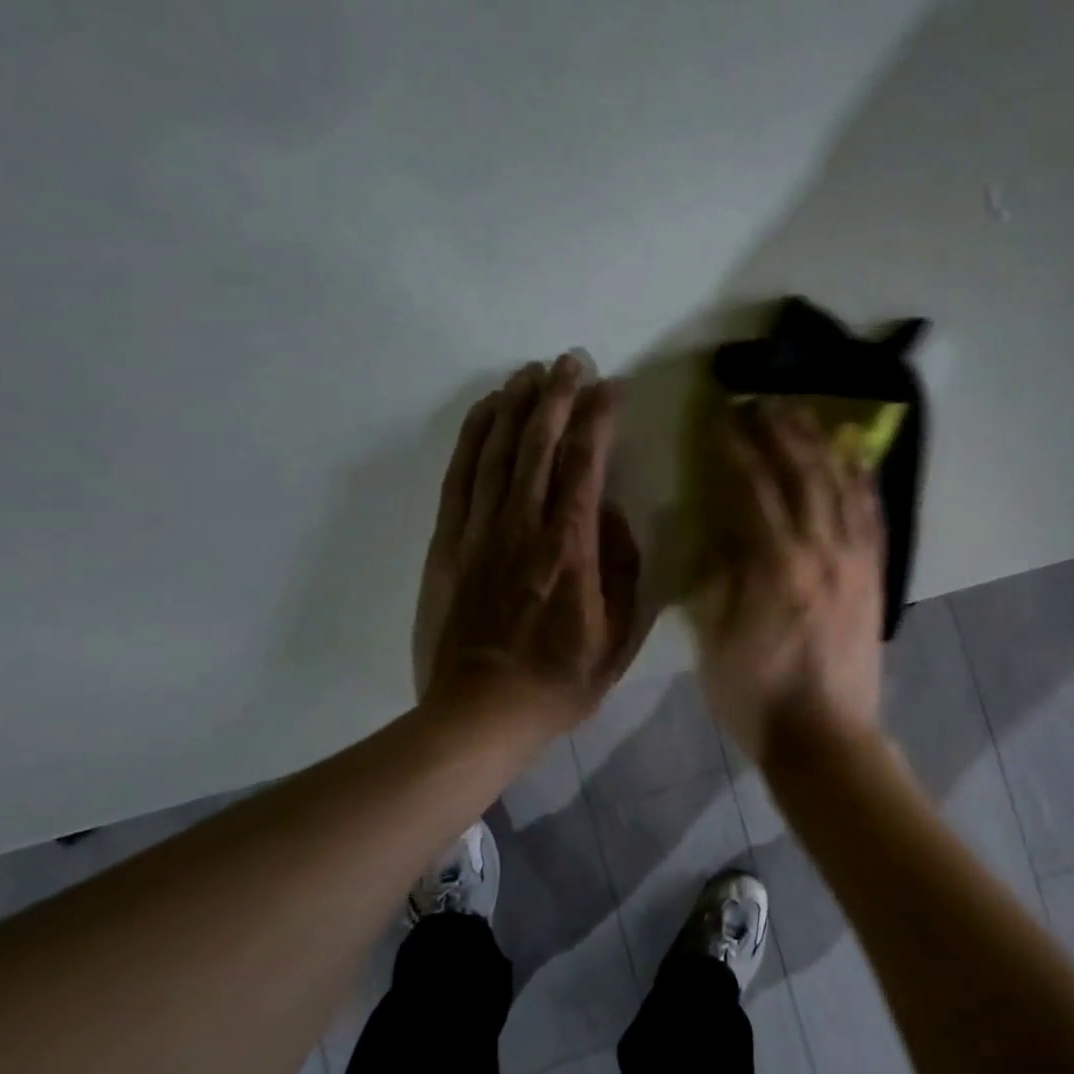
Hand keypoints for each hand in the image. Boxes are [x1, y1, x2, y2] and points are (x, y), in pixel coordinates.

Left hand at [413, 354, 642, 735]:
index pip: (586, 465)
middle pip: (539, 444)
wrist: (480, 713)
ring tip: (532, 371)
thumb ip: (624, 569)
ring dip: (516, 405)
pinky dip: (473, 437)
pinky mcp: (448, 543)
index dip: (599, 418)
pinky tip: (486, 411)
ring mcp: (480, 532)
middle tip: (572, 360)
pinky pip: (460, 476)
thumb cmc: (560, 681)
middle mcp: (523, 528)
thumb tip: (616, 515)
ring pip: (497, 451)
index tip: (612, 387)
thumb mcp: (620, 638)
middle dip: (559, 395)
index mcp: (571, 550)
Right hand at [688, 400, 884, 763]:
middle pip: (803, 473)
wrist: (825, 738)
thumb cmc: (757, 696)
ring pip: (843, 485)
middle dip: (780, 431)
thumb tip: (723, 531)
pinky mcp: (876, 577)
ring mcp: (856, 562)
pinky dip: (865, 481)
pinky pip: (874, 517)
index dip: (737, 448)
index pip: (754, 487)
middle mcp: (822, 550)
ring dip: (821, 444)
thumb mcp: (715, 640)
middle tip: (761, 402)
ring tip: (805, 414)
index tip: (723, 419)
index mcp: (776, 565)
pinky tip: (857, 457)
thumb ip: (718, 578)